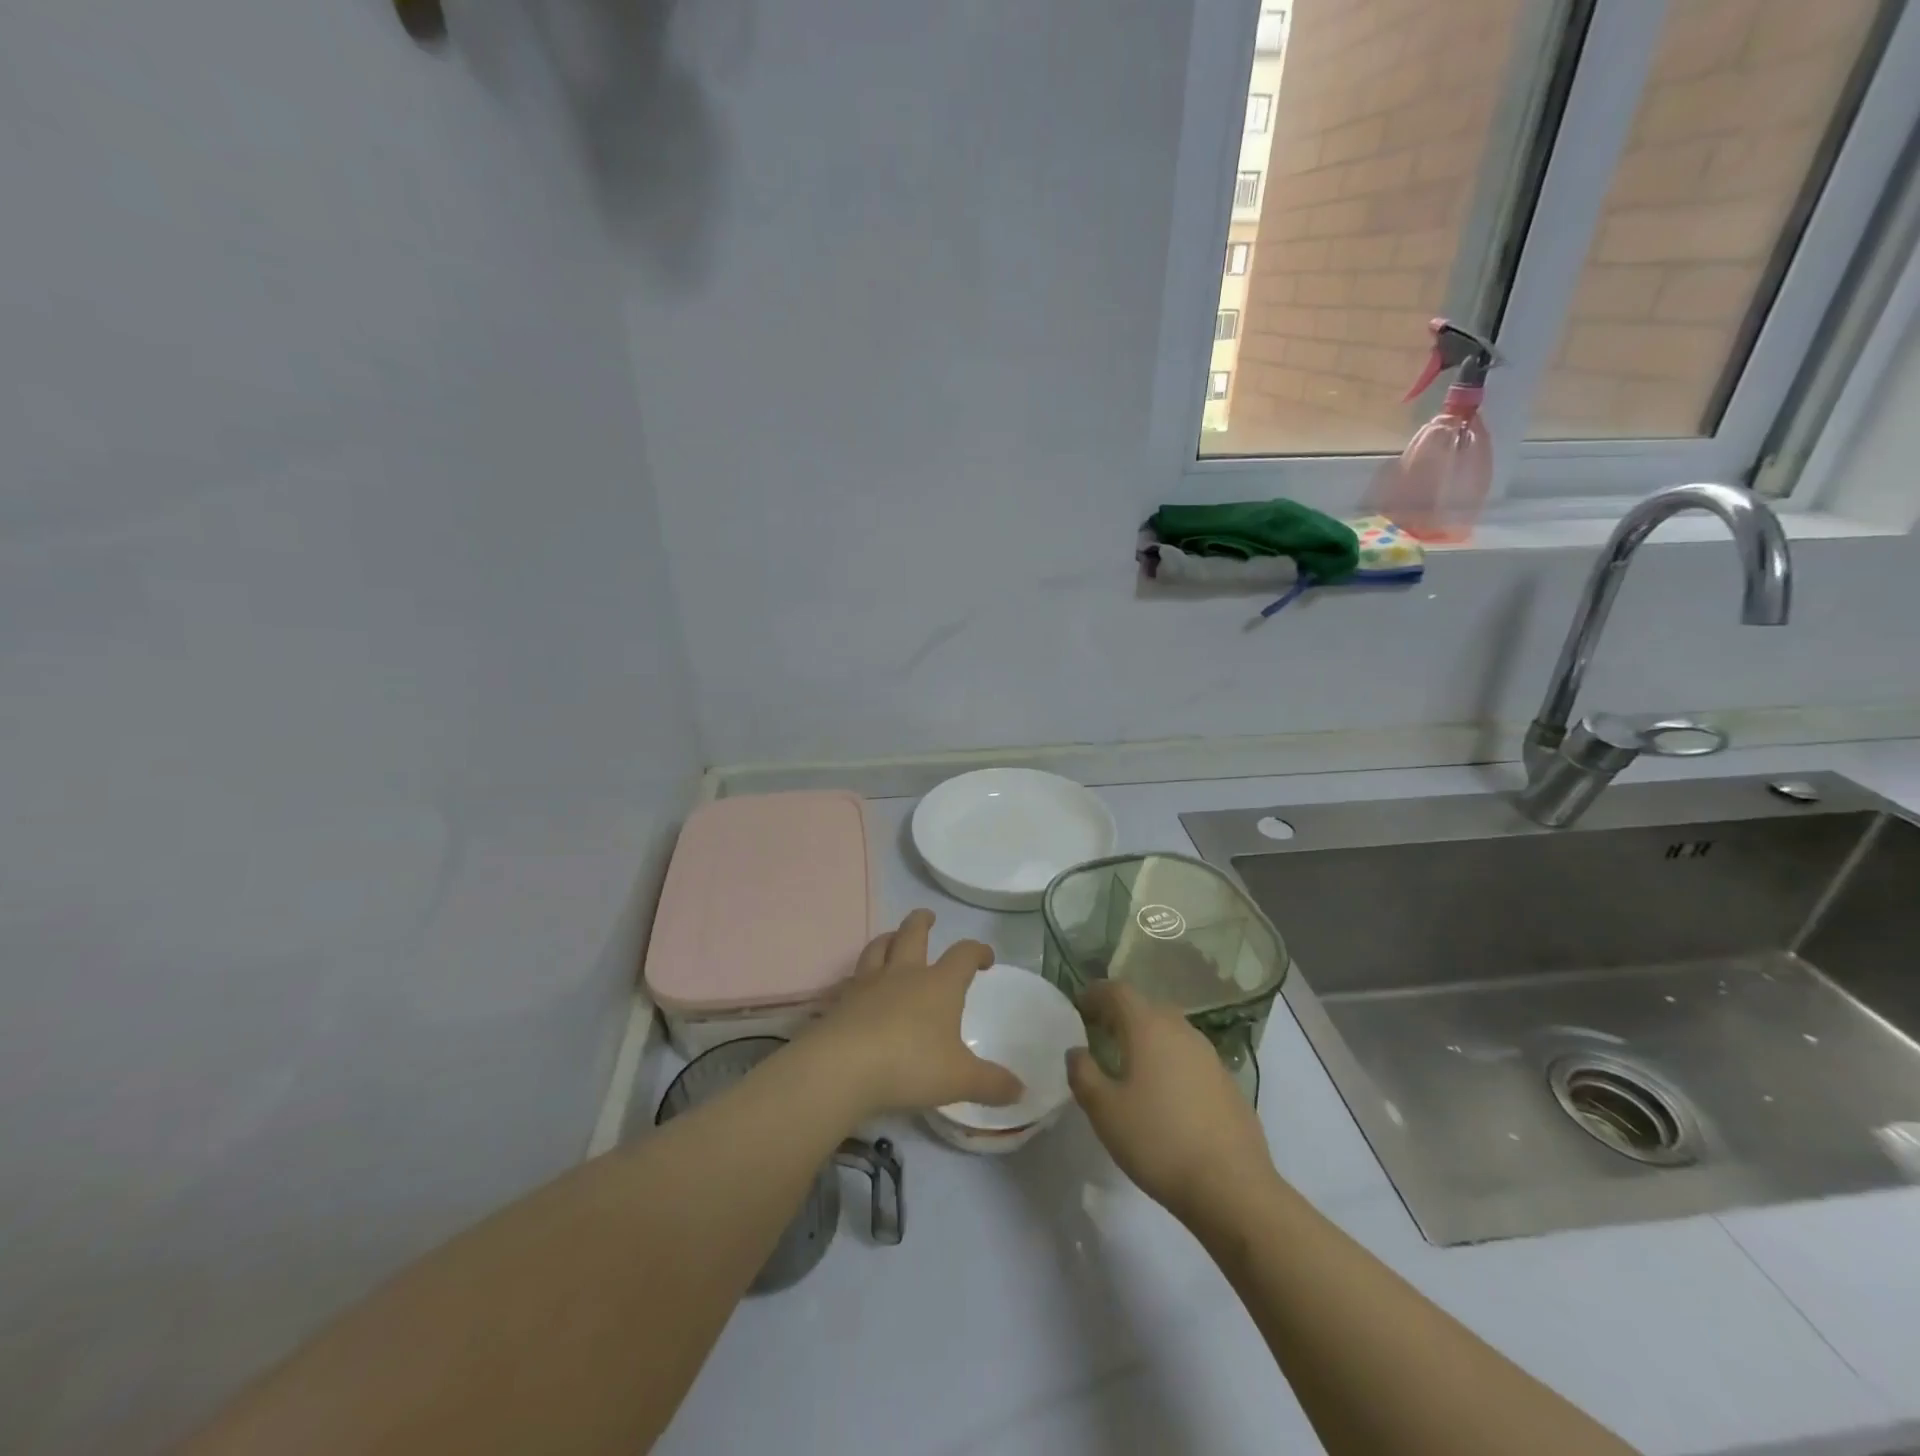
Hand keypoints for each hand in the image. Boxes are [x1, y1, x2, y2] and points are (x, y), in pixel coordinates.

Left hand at [805, 910, 1022, 1118]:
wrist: (844, 1066)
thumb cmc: (911, 1064)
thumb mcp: (960, 1079)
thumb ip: (992, 1083)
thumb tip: (1022, 1090)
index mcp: (939, 984)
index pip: (963, 954)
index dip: (977, 951)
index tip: (985, 957)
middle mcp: (905, 974)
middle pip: (913, 933)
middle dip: (922, 922)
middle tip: (928, 916)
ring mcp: (869, 983)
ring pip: (878, 947)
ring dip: (888, 938)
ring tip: (892, 937)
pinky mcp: (842, 1000)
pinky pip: (852, 978)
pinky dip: (860, 975)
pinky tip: (860, 985)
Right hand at [1066, 982, 1274, 1225]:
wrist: (1232, 1187)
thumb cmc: (1158, 1142)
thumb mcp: (1105, 1111)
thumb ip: (1083, 1074)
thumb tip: (1077, 1051)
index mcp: (1148, 1027)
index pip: (1118, 991)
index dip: (1095, 994)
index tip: (1078, 1007)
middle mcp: (1181, 1030)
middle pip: (1146, 1006)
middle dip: (1120, 1014)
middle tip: (1099, 1033)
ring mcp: (1209, 1055)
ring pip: (1170, 1030)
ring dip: (1147, 1036)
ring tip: (1129, 1062)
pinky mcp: (1226, 1081)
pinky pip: (1189, 1055)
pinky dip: (1169, 1059)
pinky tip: (1164, 1091)